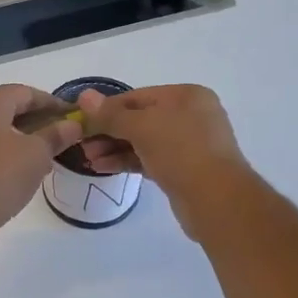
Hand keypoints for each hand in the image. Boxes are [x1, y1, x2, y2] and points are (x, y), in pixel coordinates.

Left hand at [0, 85, 84, 242]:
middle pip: (8, 106)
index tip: (72, 117)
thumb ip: (56, 135)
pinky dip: (2, 148)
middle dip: (36, 120)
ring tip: (43, 154)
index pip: (26, 92)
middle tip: (59, 136)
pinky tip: (18, 167)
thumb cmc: (0, 175)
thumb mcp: (37, 154)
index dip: (52, 103)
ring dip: (19, 136)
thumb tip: (73, 125)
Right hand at [75, 84, 252, 238]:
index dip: (106, 109)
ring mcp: (188, 145)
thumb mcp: (142, 126)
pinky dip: (126, 161)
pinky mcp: (183, 171)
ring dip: (113, 148)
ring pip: (143, 142)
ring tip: (88, 160)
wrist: (217, 200)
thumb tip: (84, 97)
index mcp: (186, 96)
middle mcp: (190, 116)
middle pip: (139, 119)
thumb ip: (111, 114)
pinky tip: (103, 168)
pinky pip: (148, 160)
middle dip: (108, 131)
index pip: (137, 97)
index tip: (81, 121)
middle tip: (81, 145)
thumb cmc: (181, 151)